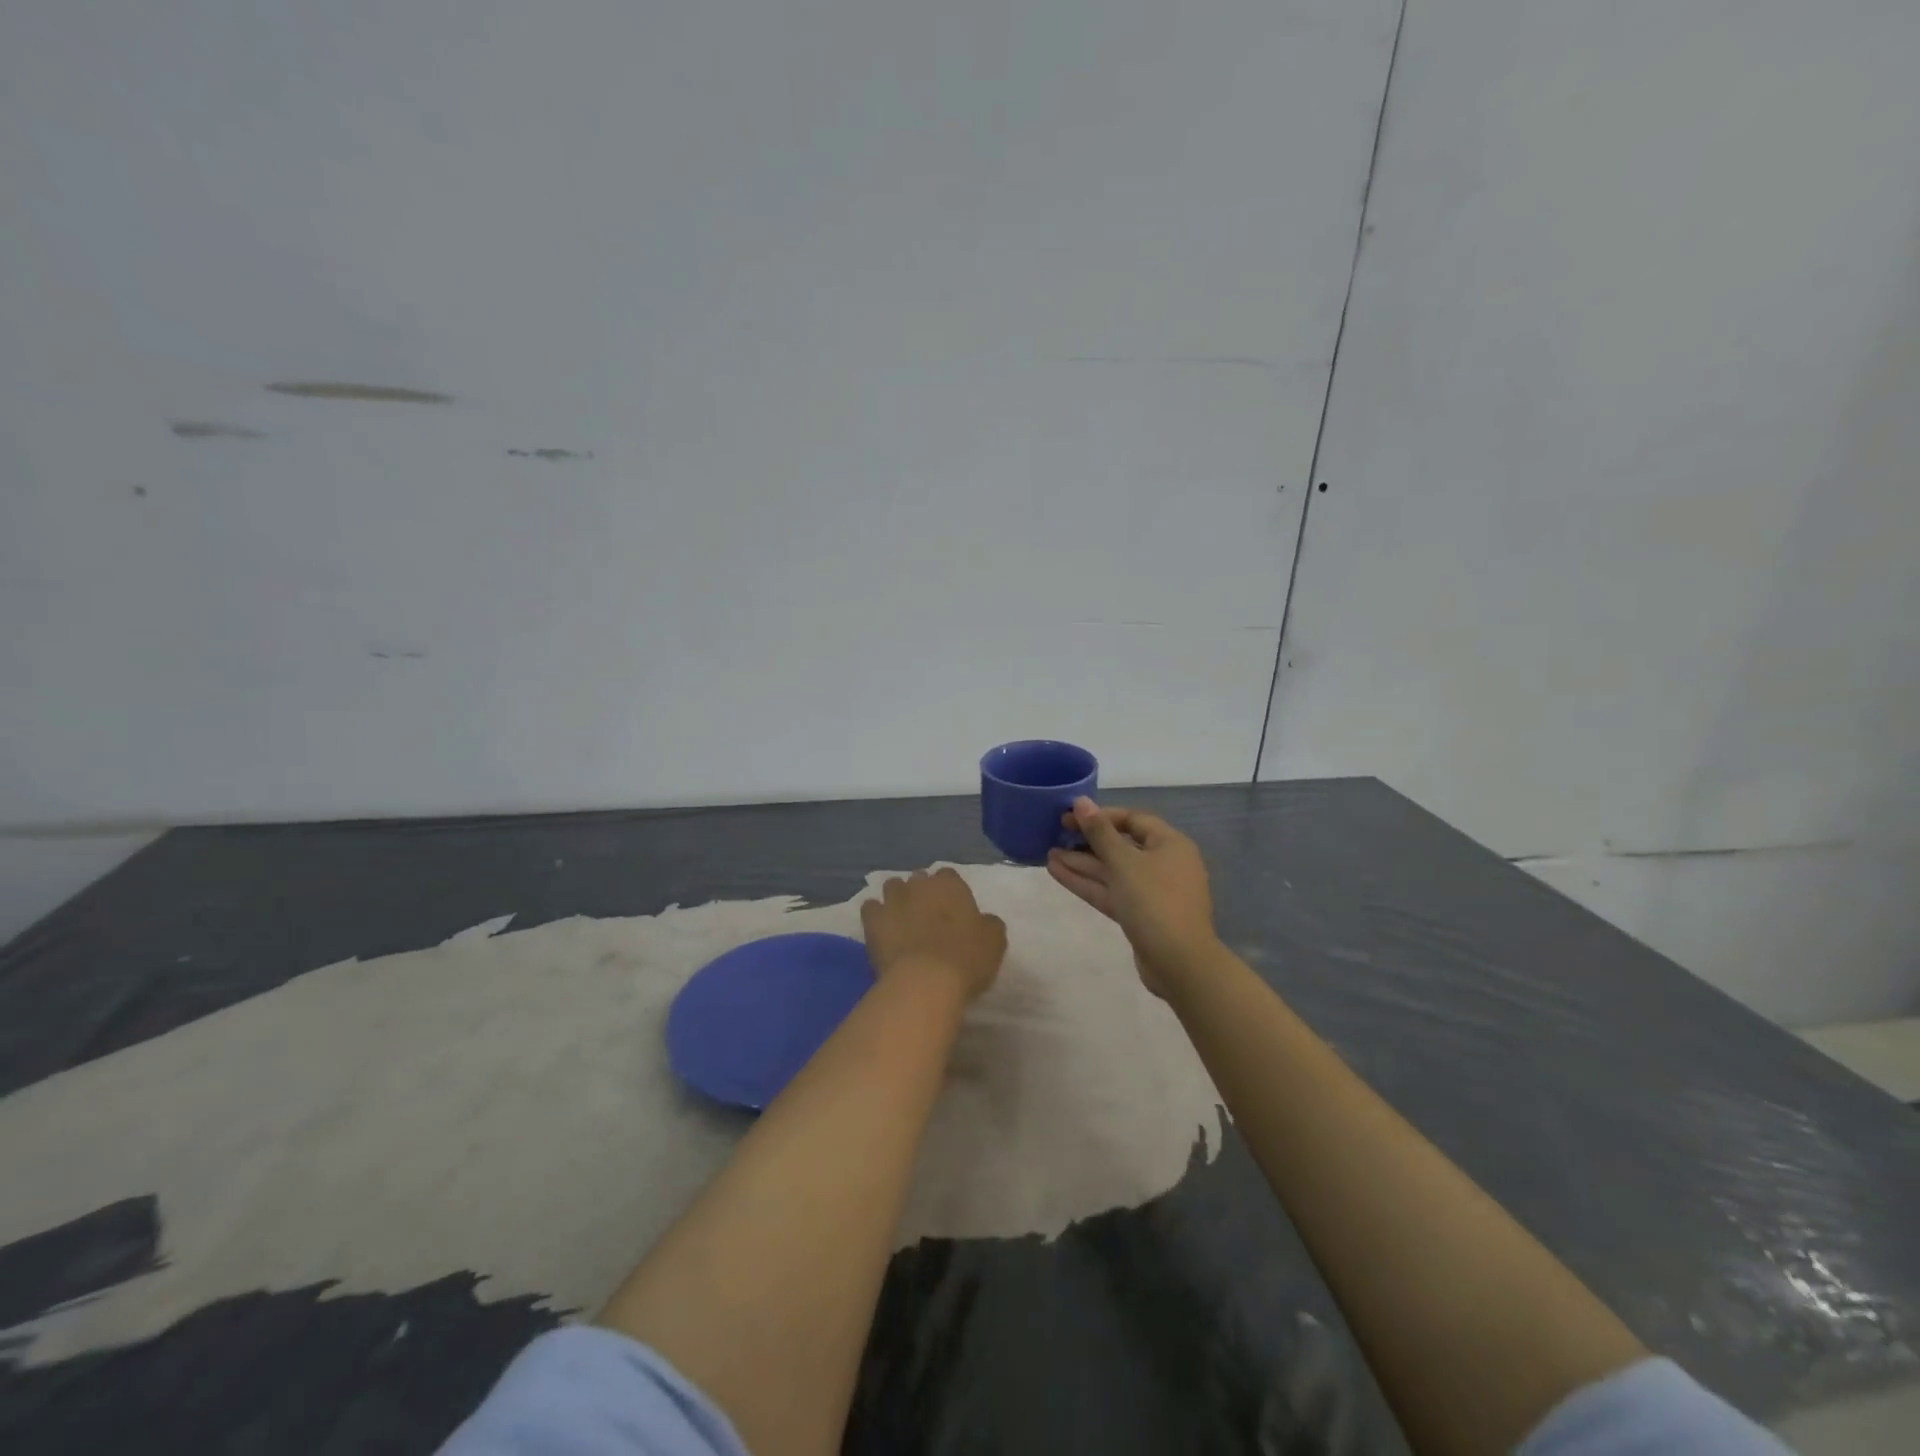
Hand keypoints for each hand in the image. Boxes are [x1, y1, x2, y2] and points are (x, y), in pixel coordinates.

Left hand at [860, 867, 1007, 1003]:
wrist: (926, 981)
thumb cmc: (966, 958)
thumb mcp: (994, 941)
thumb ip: (988, 924)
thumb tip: (983, 921)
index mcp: (950, 885)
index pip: (949, 876)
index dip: (950, 891)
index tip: (953, 909)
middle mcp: (919, 885)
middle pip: (919, 879)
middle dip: (922, 892)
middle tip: (929, 915)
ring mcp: (893, 900)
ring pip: (892, 887)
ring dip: (897, 898)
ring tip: (903, 919)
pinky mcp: (872, 920)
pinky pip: (871, 908)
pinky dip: (876, 915)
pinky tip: (881, 929)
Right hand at [1047, 798, 1217, 996]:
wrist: (1179, 963)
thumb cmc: (1154, 901)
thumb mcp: (1124, 862)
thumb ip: (1100, 832)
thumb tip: (1082, 802)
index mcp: (1170, 844)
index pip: (1132, 819)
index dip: (1100, 816)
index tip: (1070, 817)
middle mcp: (1164, 864)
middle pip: (1121, 845)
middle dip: (1087, 841)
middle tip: (1055, 835)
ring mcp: (1152, 892)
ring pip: (1113, 871)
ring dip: (1082, 863)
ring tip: (1048, 854)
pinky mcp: (1140, 915)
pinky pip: (1112, 891)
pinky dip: (1088, 883)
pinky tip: (1058, 873)